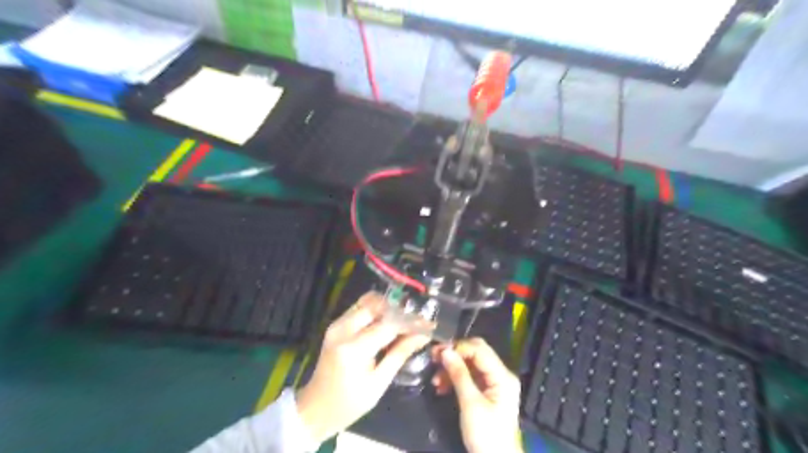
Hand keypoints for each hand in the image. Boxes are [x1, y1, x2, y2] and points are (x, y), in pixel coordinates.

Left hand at [292, 293, 428, 444]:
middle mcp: (343, 329)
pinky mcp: (335, 325)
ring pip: (367, 302)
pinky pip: (359, 308)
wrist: (315, 408)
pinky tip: (387, 323)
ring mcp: (337, 325)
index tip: (428, 324)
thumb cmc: (349, 402)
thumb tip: (423, 335)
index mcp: (353, 348)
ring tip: (403, 320)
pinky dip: (376, 311)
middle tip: (415, 320)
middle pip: (376, 305)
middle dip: (399, 310)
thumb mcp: (378, 383)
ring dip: (387, 307)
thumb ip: (400, 354)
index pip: (388, 325)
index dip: (410, 323)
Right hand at [432, 337, 519, 450]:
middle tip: (435, 359)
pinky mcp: (487, 393)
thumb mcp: (470, 404)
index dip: (458, 348)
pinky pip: (470, 377)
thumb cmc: (486, 435)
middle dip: (454, 355)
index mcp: (502, 376)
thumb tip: (445, 351)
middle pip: (476, 354)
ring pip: (470, 365)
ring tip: (435, 379)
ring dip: (452, 368)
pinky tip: (442, 386)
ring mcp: (494, 383)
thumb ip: (459, 374)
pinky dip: (455, 379)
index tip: (437, 352)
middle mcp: (500, 374)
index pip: (479, 350)